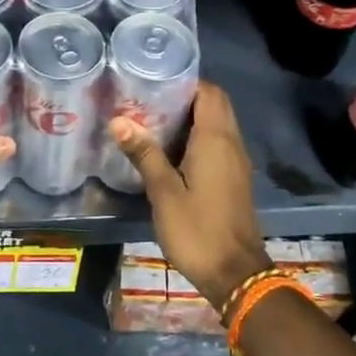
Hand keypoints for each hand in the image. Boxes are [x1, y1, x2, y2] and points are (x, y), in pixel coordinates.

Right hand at [109, 81, 268, 309]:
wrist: (235, 274)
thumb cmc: (197, 230)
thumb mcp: (164, 192)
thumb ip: (144, 154)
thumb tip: (119, 120)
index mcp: (216, 140)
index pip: (209, 92)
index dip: (185, 81)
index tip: (155, 81)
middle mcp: (231, 144)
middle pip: (214, 105)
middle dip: (185, 97)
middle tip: (148, 99)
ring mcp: (236, 163)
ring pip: (217, 125)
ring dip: (190, 118)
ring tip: (152, 120)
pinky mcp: (234, 179)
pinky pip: (217, 145)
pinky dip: (197, 138)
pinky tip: (169, 151)